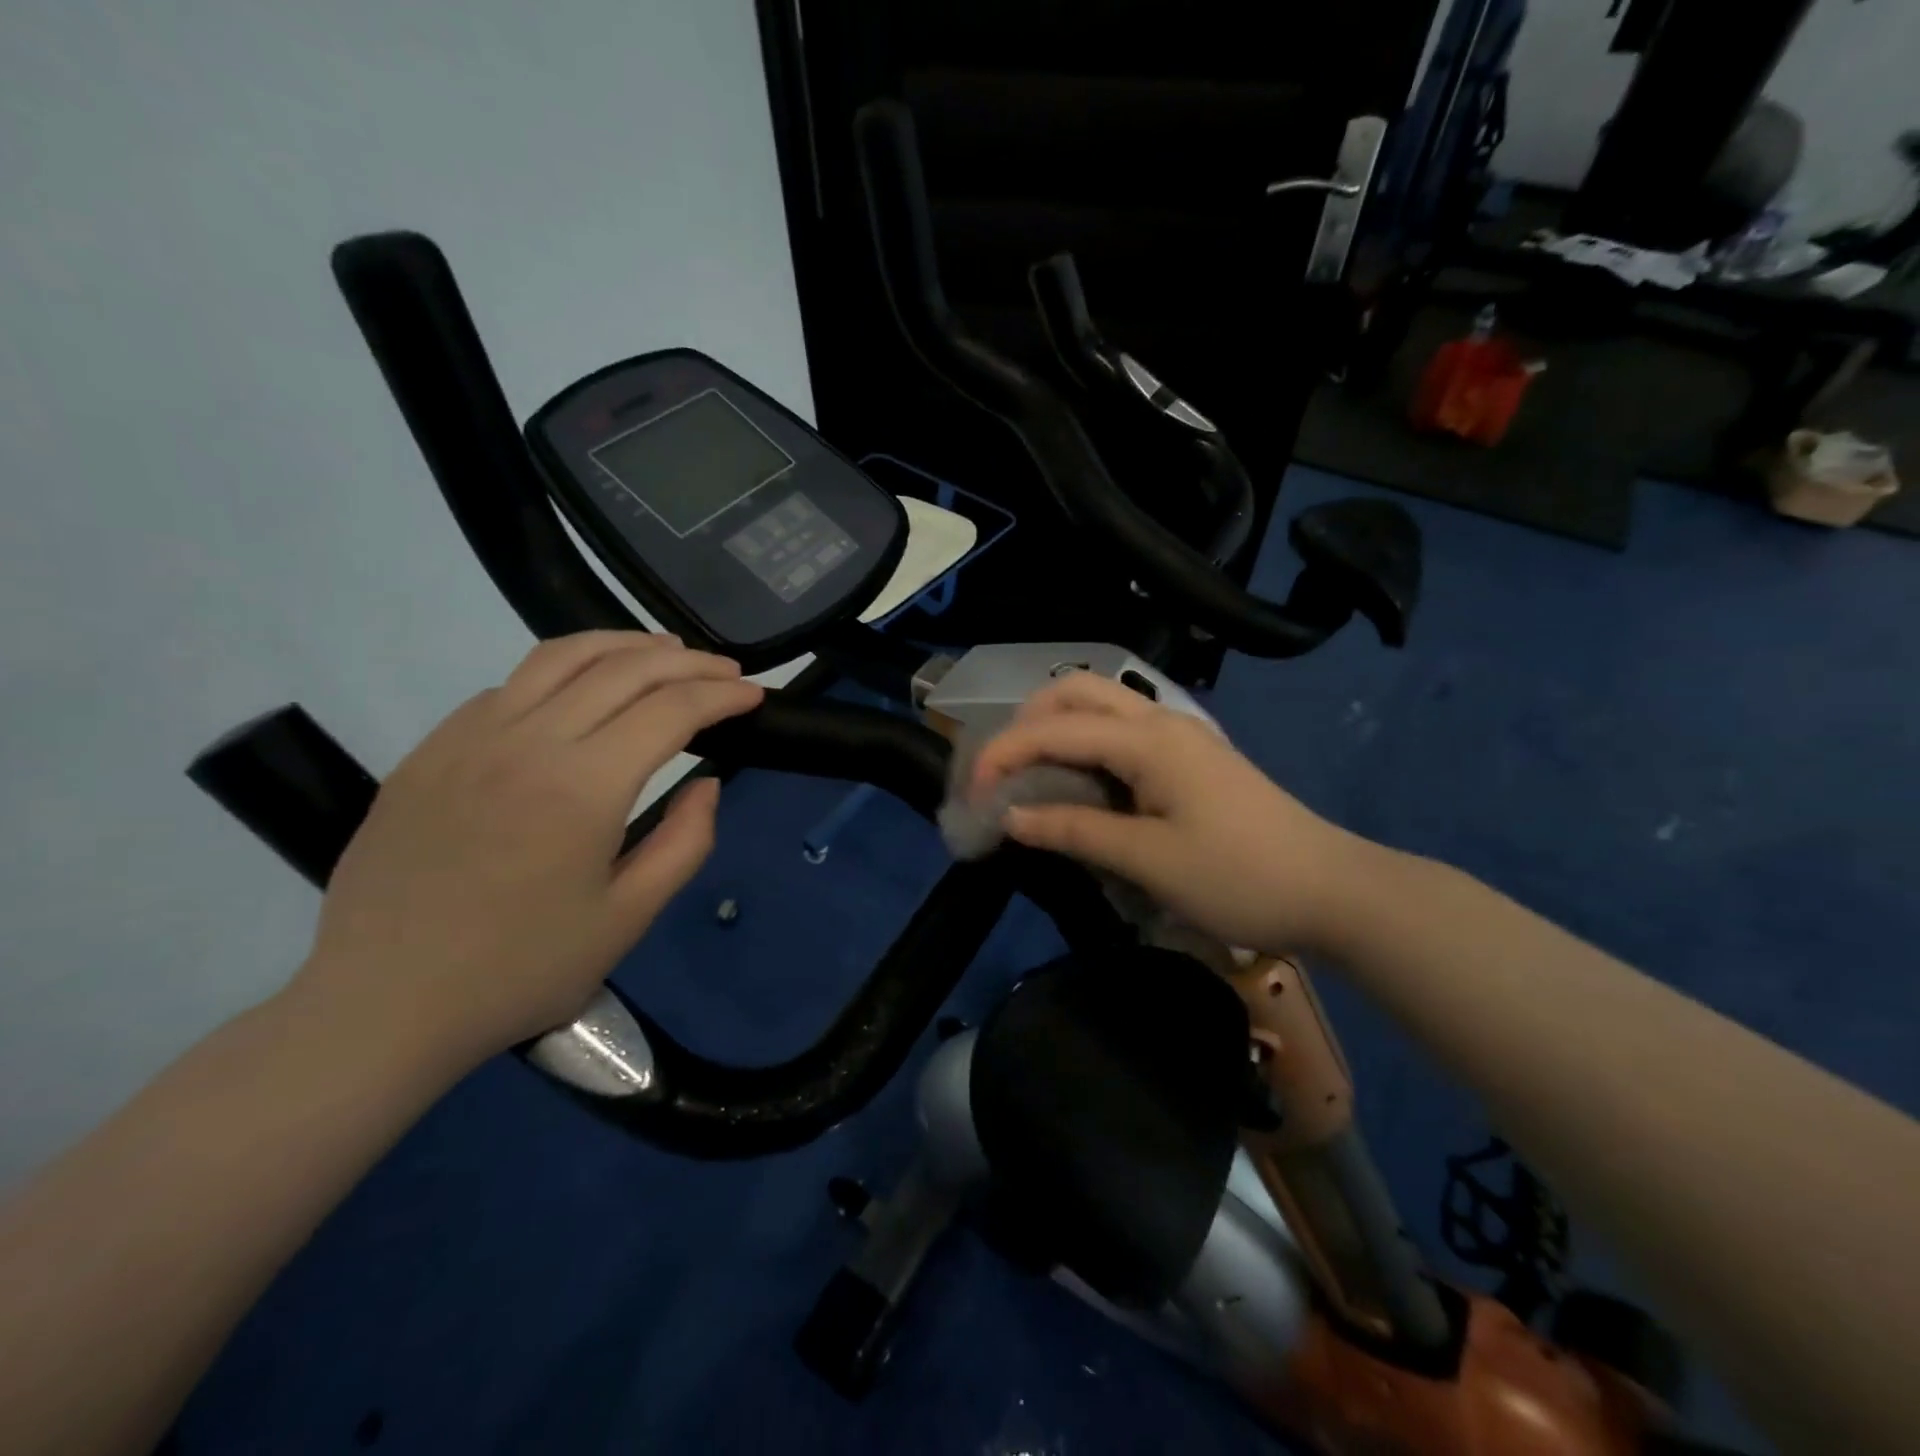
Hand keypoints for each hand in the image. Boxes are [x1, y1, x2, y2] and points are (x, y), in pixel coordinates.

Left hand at [291, 632, 763, 1072]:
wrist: (381, 1005)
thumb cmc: (520, 970)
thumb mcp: (628, 918)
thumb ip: (684, 842)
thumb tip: (707, 783)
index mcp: (582, 787)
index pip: (670, 710)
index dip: (722, 695)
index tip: (755, 695)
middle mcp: (527, 742)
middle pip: (624, 669)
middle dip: (688, 662)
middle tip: (726, 672)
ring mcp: (469, 738)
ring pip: (560, 656)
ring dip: (625, 645)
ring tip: (664, 653)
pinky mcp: (431, 750)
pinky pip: (510, 686)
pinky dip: (564, 672)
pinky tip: (581, 694)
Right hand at [969, 672, 1370, 956]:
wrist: (1332, 889)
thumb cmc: (1239, 876)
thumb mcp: (1148, 861)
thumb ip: (1074, 830)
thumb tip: (1010, 818)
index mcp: (1148, 739)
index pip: (1054, 729)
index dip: (1003, 755)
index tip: (971, 795)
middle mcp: (1160, 720)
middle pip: (1076, 691)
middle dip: (1026, 721)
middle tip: (1001, 771)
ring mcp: (1179, 735)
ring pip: (1101, 705)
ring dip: (1056, 727)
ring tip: (1029, 775)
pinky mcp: (1190, 756)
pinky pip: (1122, 731)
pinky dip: (1085, 744)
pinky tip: (1078, 782)